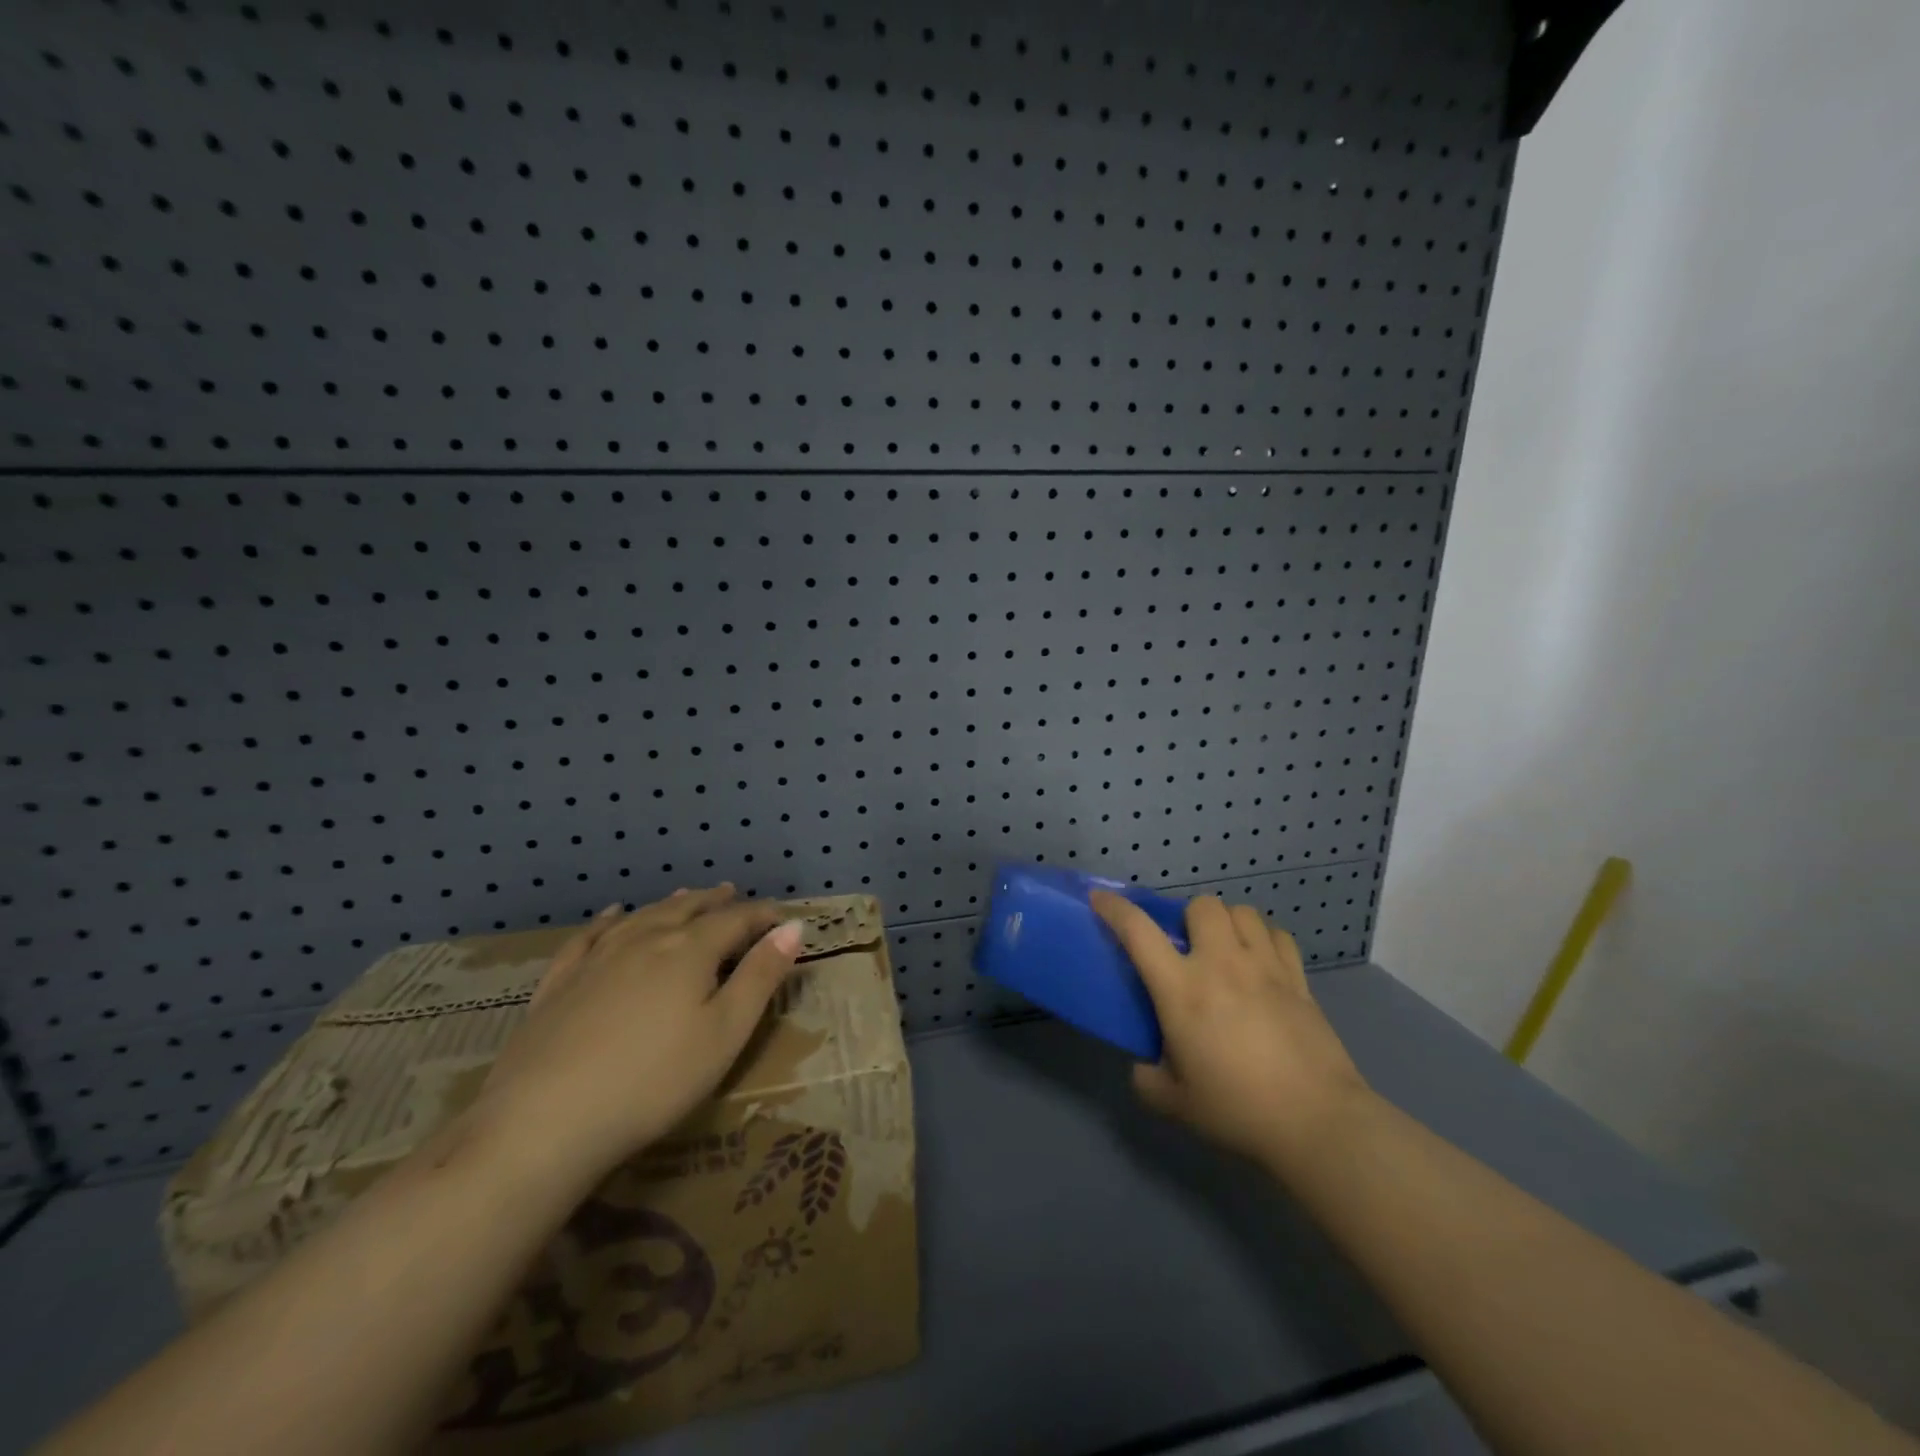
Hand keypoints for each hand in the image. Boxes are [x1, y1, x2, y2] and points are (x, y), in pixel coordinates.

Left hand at [474, 885, 804, 1187]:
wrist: (544, 1122)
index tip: (782, 918)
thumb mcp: (725, 1033)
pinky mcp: (559, 983)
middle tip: (734, 894)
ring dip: (671, 904)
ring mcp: (597, 958)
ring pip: (643, 916)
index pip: (736, 919)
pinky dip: (607, 920)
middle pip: (688, 909)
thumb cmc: (654, 1080)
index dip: (763, 915)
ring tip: (687, 896)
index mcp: (690, 950)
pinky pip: (589, 936)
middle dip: (716, 902)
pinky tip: (611, 915)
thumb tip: (794, 927)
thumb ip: (761, 976)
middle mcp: (645, 939)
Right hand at [1091, 890, 1372, 1178]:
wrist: (1317, 1122)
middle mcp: (1221, 964)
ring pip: (1242, 911)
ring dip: (1227, 923)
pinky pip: (1278, 935)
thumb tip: (1144, 1066)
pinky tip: (1262, 961)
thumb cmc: (1238, 1109)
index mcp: (1181, 989)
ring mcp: (1264, 967)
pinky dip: (1264, 938)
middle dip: (1188, 917)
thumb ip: (1147, 1078)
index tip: (1101, 899)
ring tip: (1226, 949)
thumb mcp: (1175, 1103)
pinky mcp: (1298, 979)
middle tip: (1187, 947)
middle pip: (1201, 905)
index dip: (1114, 908)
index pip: (1138, 931)